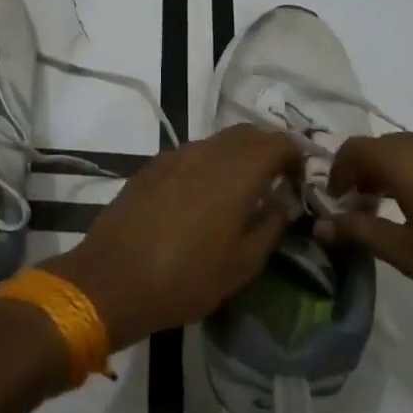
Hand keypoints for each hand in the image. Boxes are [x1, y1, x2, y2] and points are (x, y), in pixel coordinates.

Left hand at [42, 126, 302, 350]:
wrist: (111, 280)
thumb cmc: (185, 279)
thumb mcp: (242, 264)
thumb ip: (271, 224)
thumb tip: (284, 200)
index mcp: (236, 172)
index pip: (278, 142)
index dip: (296, 156)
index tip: (300, 181)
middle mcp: (207, 152)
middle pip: (248, 133)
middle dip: (268, 149)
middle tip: (277, 180)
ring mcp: (175, 155)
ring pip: (218, 141)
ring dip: (238, 155)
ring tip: (243, 188)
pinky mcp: (152, 166)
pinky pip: (192, 153)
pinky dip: (210, 163)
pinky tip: (205, 194)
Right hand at [320, 129, 412, 348]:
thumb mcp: (408, 255)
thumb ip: (360, 231)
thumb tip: (321, 223)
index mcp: (408, 159)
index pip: (354, 149)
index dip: (337, 173)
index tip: (335, 204)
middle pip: (385, 148)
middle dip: (366, 175)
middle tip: (363, 213)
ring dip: (397, 175)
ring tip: (400, 216)